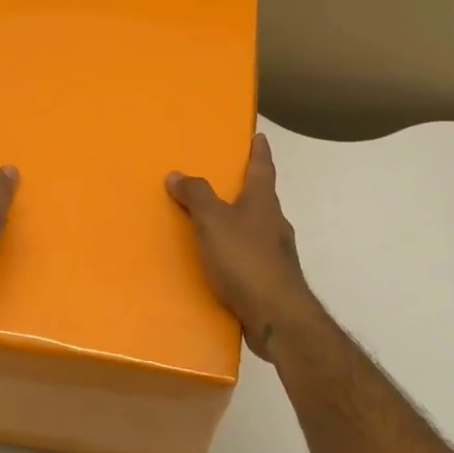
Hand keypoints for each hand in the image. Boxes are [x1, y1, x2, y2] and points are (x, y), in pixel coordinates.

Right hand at [167, 132, 319, 359]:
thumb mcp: (213, 221)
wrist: (276, 315)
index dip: (260, 152)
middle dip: (247, 190)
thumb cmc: (245, 259)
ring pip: (257, 230)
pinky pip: (250, 259)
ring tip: (215, 225)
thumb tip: (177, 174)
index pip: (263, 169)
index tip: (260, 137)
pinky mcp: (271, 281)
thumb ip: (196, 196)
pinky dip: (236, 255)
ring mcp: (277, 255)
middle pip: (261, 199)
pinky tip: (220, 265)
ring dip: (240, 224)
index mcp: (263, 203)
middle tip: (226, 182)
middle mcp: (275, 224)